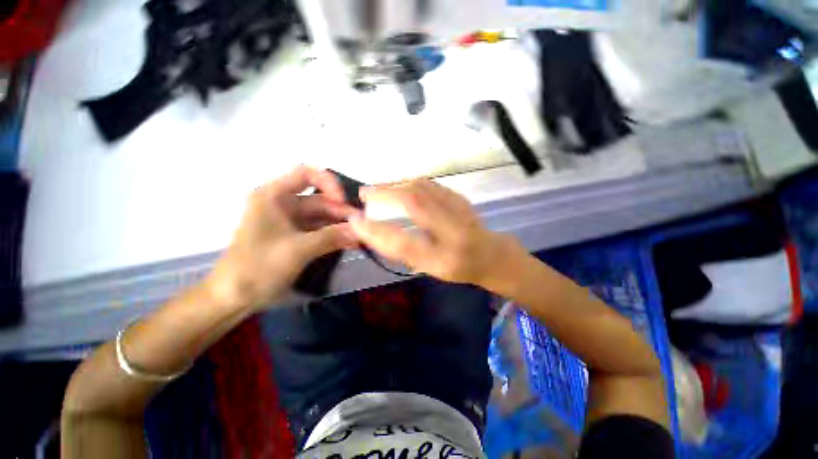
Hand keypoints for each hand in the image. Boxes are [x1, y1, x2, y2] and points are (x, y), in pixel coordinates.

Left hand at [207, 166, 358, 308]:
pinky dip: (334, 236)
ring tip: (361, 236)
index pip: (306, 174)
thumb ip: (332, 237)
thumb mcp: (298, 249)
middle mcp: (283, 204)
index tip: (344, 201)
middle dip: (341, 212)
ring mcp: (290, 222)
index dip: (329, 183)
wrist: (233, 298)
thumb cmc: (258, 267)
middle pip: (319, 200)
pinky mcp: (295, 237)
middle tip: (363, 225)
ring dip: (341, 226)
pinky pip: (319, 231)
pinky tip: (351, 244)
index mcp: (274, 196)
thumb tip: (360, 229)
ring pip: (322, 217)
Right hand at [349, 179, 525, 288]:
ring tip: (378, 189)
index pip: (404, 244)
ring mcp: (461, 212)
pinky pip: (431, 185)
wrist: (492, 256)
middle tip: (365, 193)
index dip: (375, 232)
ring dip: (395, 185)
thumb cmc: (458, 268)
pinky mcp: (462, 199)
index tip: (354, 220)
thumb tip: (374, 232)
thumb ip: (404, 251)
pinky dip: (410, 182)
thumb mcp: (430, 268)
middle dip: (384, 194)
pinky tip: (399, 186)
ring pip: (423, 188)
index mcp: (444, 261)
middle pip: (415, 203)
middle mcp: (454, 235)